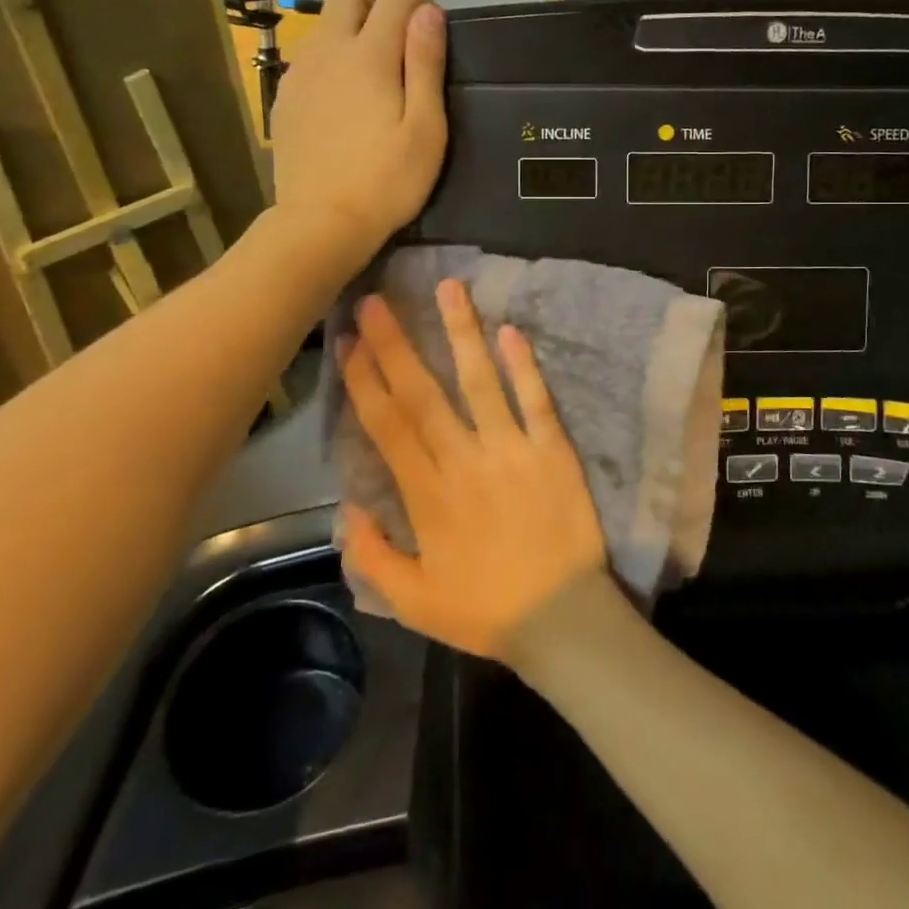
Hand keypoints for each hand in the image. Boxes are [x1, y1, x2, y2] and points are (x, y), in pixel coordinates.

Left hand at [269, 0, 446, 261]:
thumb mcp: (425, 127)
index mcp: (370, 53)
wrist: (320, 223)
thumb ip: (426, 63)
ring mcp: (300, 72)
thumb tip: (428, 12)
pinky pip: (309, 58)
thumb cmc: (387, 180)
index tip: (431, 38)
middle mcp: (328, 49)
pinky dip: (329, 65)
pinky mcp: (284, 97)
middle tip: (397, 50)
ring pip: (324, 24)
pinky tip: (342, 108)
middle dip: (376, 4)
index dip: (419, 4)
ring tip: (371, 84)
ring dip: (351, 34)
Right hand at [339, 280, 607, 661]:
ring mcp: (511, 449)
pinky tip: (509, 330)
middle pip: (422, 393)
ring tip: (448, 288)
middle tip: (376, 301)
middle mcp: (464, 460)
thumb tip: (347, 509)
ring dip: (461, 333)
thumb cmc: (486, 610)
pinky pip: (535, 400)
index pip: (388, 425)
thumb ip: (373, 556)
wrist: (561, 621)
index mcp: (427, 494)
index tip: (349, 341)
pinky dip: (522, 365)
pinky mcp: (551, 448)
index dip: (365, 380)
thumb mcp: (413, 601)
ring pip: (479, 382)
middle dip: (395, 344)